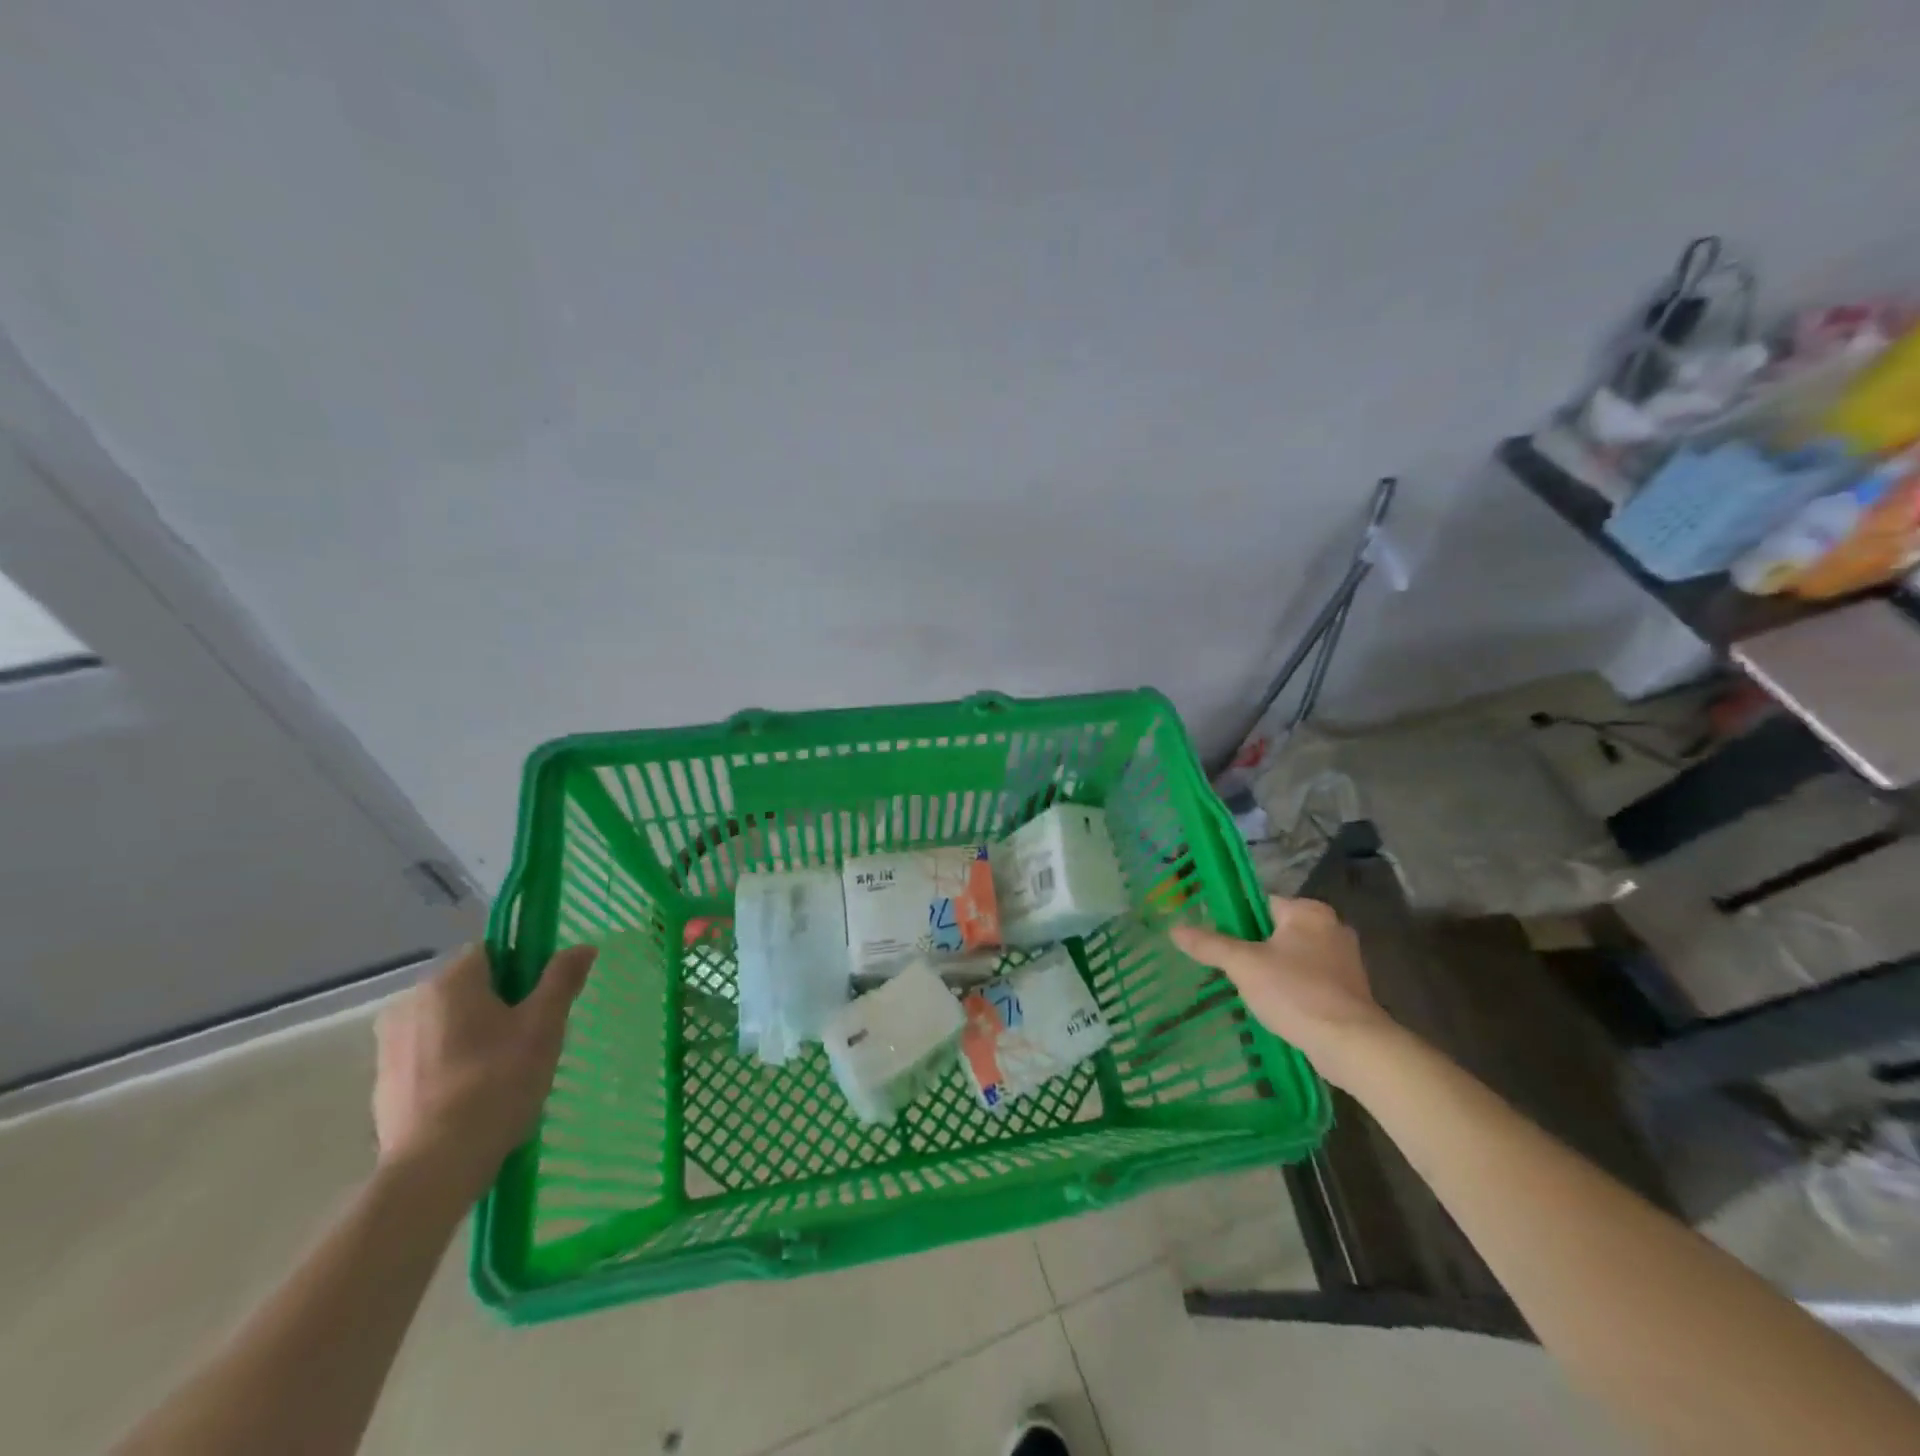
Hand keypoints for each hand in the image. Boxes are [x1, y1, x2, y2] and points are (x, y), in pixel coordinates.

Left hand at [373, 942, 596, 1197]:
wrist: (434, 1168)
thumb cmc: (497, 1083)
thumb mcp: (544, 1026)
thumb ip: (561, 979)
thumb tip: (582, 946)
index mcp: (448, 981)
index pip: (494, 952)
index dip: (525, 970)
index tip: (543, 1002)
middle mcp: (410, 1003)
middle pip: (471, 987)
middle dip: (502, 1005)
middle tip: (533, 1039)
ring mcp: (390, 1045)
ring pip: (450, 1022)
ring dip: (477, 1035)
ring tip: (506, 1072)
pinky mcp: (383, 1083)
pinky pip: (430, 1055)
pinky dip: (453, 1064)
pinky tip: (475, 1095)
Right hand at [1171, 895, 1392, 1087]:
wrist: (1351, 1044)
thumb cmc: (1296, 992)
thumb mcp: (1244, 965)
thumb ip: (1209, 945)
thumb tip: (1174, 929)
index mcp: (1309, 912)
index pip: (1260, 903)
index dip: (1235, 920)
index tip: (1216, 940)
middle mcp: (1331, 927)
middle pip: (1276, 930)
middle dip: (1253, 948)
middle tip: (1228, 967)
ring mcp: (1344, 960)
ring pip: (1293, 956)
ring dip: (1272, 970)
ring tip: (1246, 989)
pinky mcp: (1350, 989)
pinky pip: (1309, 979)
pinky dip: (1291, 988)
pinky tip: (1275, 1006)